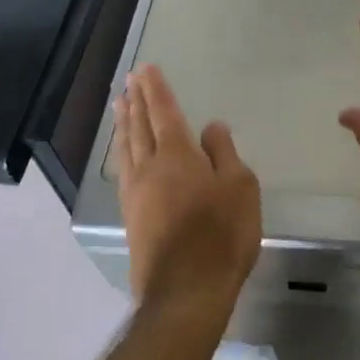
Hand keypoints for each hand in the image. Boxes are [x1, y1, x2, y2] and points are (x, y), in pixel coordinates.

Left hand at [114, 65, 261, 322]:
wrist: (186, 290)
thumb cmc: (221, 235)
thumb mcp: (239, 189)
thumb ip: (224, 154)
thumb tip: (212, 127)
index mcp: (178, 156)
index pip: (165, 113)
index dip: (156, 89)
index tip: (146, 69)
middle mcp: (150, 167)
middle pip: (141, 126)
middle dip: (137, 100)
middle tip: (130, 79)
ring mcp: (136, 193)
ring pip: (126, 148)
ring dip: (124, 123)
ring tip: (119, 105)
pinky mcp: (131, 216)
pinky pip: (123, 170)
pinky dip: (121, 151)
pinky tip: (123, 153)